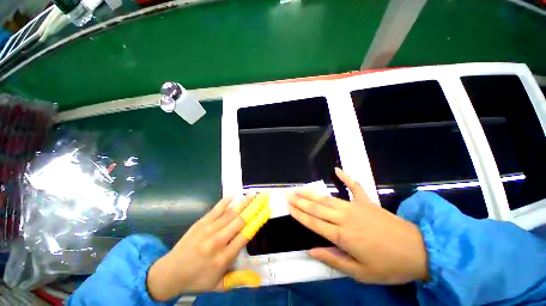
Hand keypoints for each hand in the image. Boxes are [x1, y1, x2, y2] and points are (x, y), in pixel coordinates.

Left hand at [147, 194, 255, 300]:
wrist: (170, 273)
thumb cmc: (197, 279)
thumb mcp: (219, 285)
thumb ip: (238, 280)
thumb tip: (258, 278)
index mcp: (223, 257)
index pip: (246, 235)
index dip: (258, 221)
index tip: (266, 211)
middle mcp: (217, 241)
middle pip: (240, 221)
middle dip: (253, 207)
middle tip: (263, 197)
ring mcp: (208, 230)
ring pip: (230, 213)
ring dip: (243, 203)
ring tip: (253, 194)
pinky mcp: (200, 223)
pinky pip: (215, 210)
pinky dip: (225, 202)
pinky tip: (233, 195)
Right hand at [286, 168, 427, 283]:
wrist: (419, 251)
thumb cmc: (389, 266)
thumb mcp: (361, 273)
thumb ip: (334, 260)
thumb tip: (312, 251)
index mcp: (342, 236)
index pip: (314, 223)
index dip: (299, 214)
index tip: (288, 207)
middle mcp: (344, 218)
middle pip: (316, 207)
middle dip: (300, 201)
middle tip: (288, 194)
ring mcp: (356, 207)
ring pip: (328, 198)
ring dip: (312, 193)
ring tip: (300, 188)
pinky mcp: (367, 201)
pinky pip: (355, 186)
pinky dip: (346, 177)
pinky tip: (337, 169)